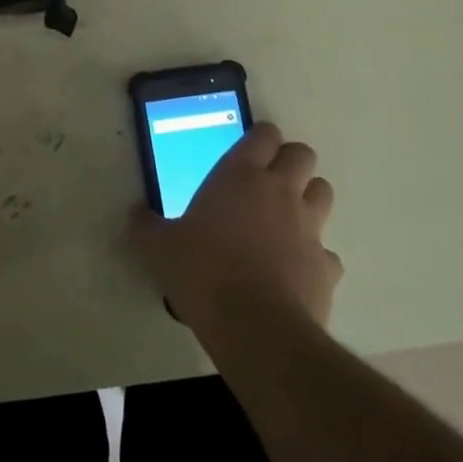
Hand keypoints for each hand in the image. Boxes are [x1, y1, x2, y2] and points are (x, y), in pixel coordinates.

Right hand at [130, 123, 342, 341]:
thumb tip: (135, 212)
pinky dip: (315, 256)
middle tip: (267, 181)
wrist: (255, 328)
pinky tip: (295, 270)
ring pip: (323, 192)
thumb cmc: (203, 272)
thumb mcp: (159, 247)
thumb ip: (146, 225)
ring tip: (285, 218)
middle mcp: (280, 191)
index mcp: (240, 175)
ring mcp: (309, 228)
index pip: (264, 134)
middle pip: (302, 155)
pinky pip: (327, 251)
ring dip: (308, 199)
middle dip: (290, 162)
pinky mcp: (326, 266)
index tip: (248, 151)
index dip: (260, 138)